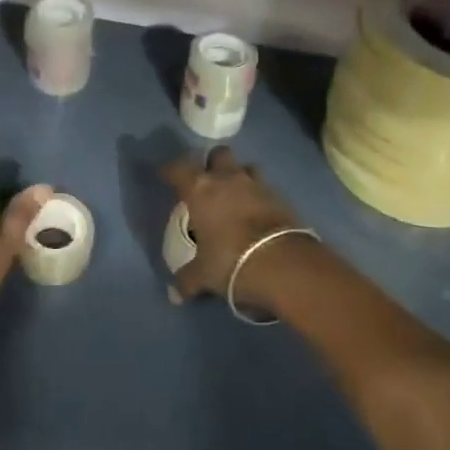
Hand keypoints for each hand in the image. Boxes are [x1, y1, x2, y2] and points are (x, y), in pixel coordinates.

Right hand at [162, 146, 319, 309]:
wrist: (284, 264)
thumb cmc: (231, 260)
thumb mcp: (204, 274)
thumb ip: (187, 279)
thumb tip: (173, 295)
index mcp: (200, 189)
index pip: (178, 169)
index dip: (170, 171)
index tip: (165, 175)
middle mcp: (227, 178)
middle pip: (218, 154)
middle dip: (213, 164)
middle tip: (208, 183)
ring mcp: (256, 184)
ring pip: (246, 167)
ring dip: (240, 176)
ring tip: (236, 196)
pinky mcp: (280, 197)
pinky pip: (265, 188)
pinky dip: (259, 196)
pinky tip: (257, 214)